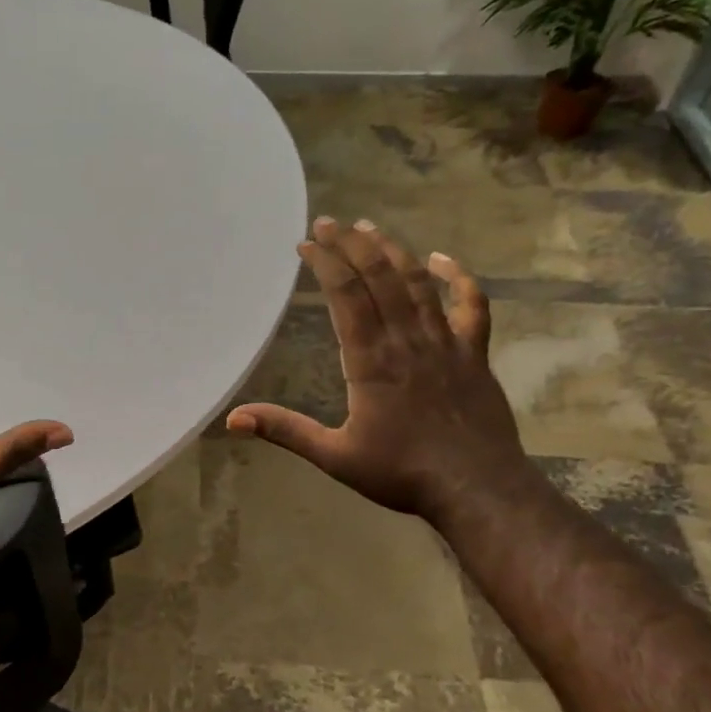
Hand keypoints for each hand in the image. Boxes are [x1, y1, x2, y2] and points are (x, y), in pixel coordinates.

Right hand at [226, 217, 530, 523]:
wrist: (478, 488)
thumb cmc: (401, 473)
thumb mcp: (334, 456)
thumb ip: (285, 431)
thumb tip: (232, 419)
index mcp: (370, 360)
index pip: (345, 295)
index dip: (325, 263)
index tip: (305, 243)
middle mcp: (407, 339)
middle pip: (379, 276)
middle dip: (351, 244)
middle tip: (327, 223)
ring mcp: (446, 341)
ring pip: (417, 282)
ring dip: (391, 250)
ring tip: (367, 228)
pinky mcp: (474, 353)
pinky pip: (470, 304)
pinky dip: (457, 278)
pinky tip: (440, 260)